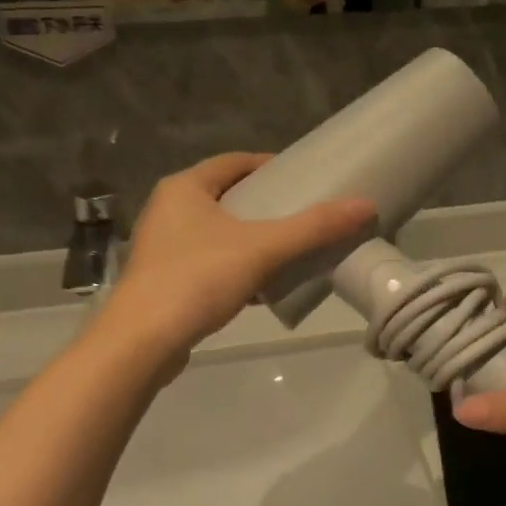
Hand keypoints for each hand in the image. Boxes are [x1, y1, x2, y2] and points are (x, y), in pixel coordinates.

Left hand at [100, 153, 372, 364]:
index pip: (235, 162)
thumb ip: (313, 227)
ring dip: (253, 237)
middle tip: (304, 212)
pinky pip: (212, 260)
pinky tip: (266, 283)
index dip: (271, 166)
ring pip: (220, 231)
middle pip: (228, 195)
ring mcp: (165, 246)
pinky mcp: (166, 279)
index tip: (304, 178)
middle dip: (266, 204)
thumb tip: (365, 205)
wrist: (141, 343)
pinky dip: (239, 264)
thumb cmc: (197, 279)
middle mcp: (169, 209)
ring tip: (292, 246)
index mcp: (185, 187)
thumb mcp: (262, 249)